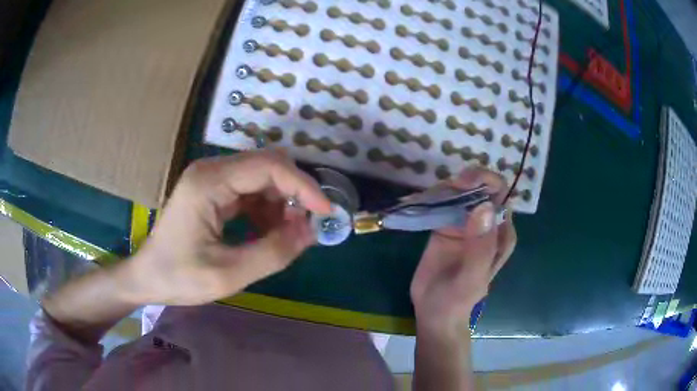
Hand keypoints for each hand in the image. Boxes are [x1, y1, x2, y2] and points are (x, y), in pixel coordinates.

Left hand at [126, 150, 330, 305]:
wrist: (147, 277)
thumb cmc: (179, 277)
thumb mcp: (228, 274)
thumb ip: (272, 253)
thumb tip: (310, 231)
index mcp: (209, 182)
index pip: (268, 166)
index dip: (303, 186)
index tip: (325, 211)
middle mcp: (211, 170)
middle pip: (267, 166)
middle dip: (294, 194)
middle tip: (306, 226)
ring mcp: (211, 179)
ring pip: (262, 178)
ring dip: (281, 203)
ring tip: (287, 235)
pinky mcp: (213, 191)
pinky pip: (250, 191)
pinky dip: (267, 210)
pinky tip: (268, 232)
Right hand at [410, 168, 516, 335]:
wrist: (434, 313)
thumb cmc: (458, 300)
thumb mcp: (471, 277)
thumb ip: (481, 246)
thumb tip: (483, 206)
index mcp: (500, 232)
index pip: (499, 194)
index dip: (484, 181)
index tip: (462, 184)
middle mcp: (485, 223)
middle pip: (479, 187)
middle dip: (462, 181)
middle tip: (440, 191)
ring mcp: (464, 222)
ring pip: (458, 192)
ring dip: (443, 188)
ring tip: (422, 199)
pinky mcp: (444, 226)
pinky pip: (440, 204)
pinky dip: (429, 198)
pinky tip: (414, 201)